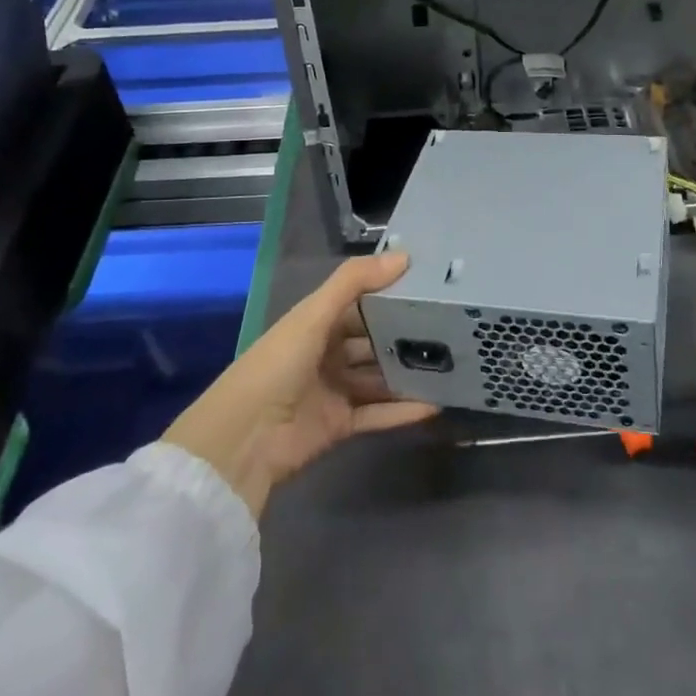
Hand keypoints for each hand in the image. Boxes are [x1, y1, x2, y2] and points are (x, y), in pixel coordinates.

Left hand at [162, 254, 437, 516]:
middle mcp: (326, 353)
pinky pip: (378, 414)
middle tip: (450, 327)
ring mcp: (334, 390)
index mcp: (316, 323)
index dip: (389, 294)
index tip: (430, 286)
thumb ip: (355, 282)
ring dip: (407, 373)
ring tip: (450, 364)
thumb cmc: (277, 364)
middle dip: (404, 335)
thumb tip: (405, 256)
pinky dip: (403, 410)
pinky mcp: (340, 424)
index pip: (359, 303)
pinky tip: (435, 404)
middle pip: (372, 341)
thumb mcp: (313, 314)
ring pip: (379, 378)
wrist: (244, 438)